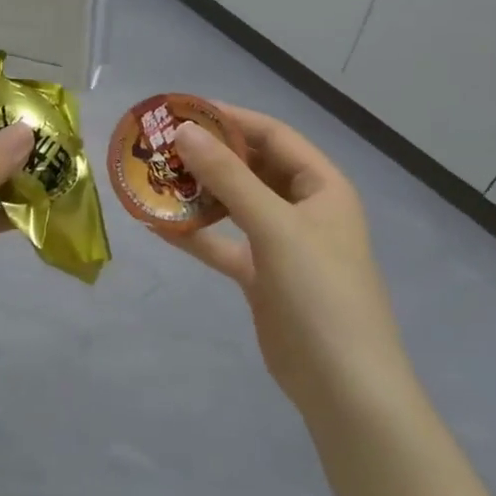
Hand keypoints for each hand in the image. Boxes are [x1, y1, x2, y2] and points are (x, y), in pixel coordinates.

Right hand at [161, 105, 404, 413]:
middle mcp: (302, 208)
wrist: (342, 384)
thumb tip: (186, 132)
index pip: (272, 135)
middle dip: (208, 155)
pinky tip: (157, 225)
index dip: (229, 119)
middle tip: (159, 145)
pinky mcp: (260, 276)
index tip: (181, 111)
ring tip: (153, 178)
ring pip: (234, 205)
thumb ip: (230, 177)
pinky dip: (194, 235)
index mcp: (321, 186)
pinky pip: (223, 244)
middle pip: (251, 167)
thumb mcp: (276, 227)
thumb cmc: (319, 293)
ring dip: (198, 193)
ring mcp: (281, 244)